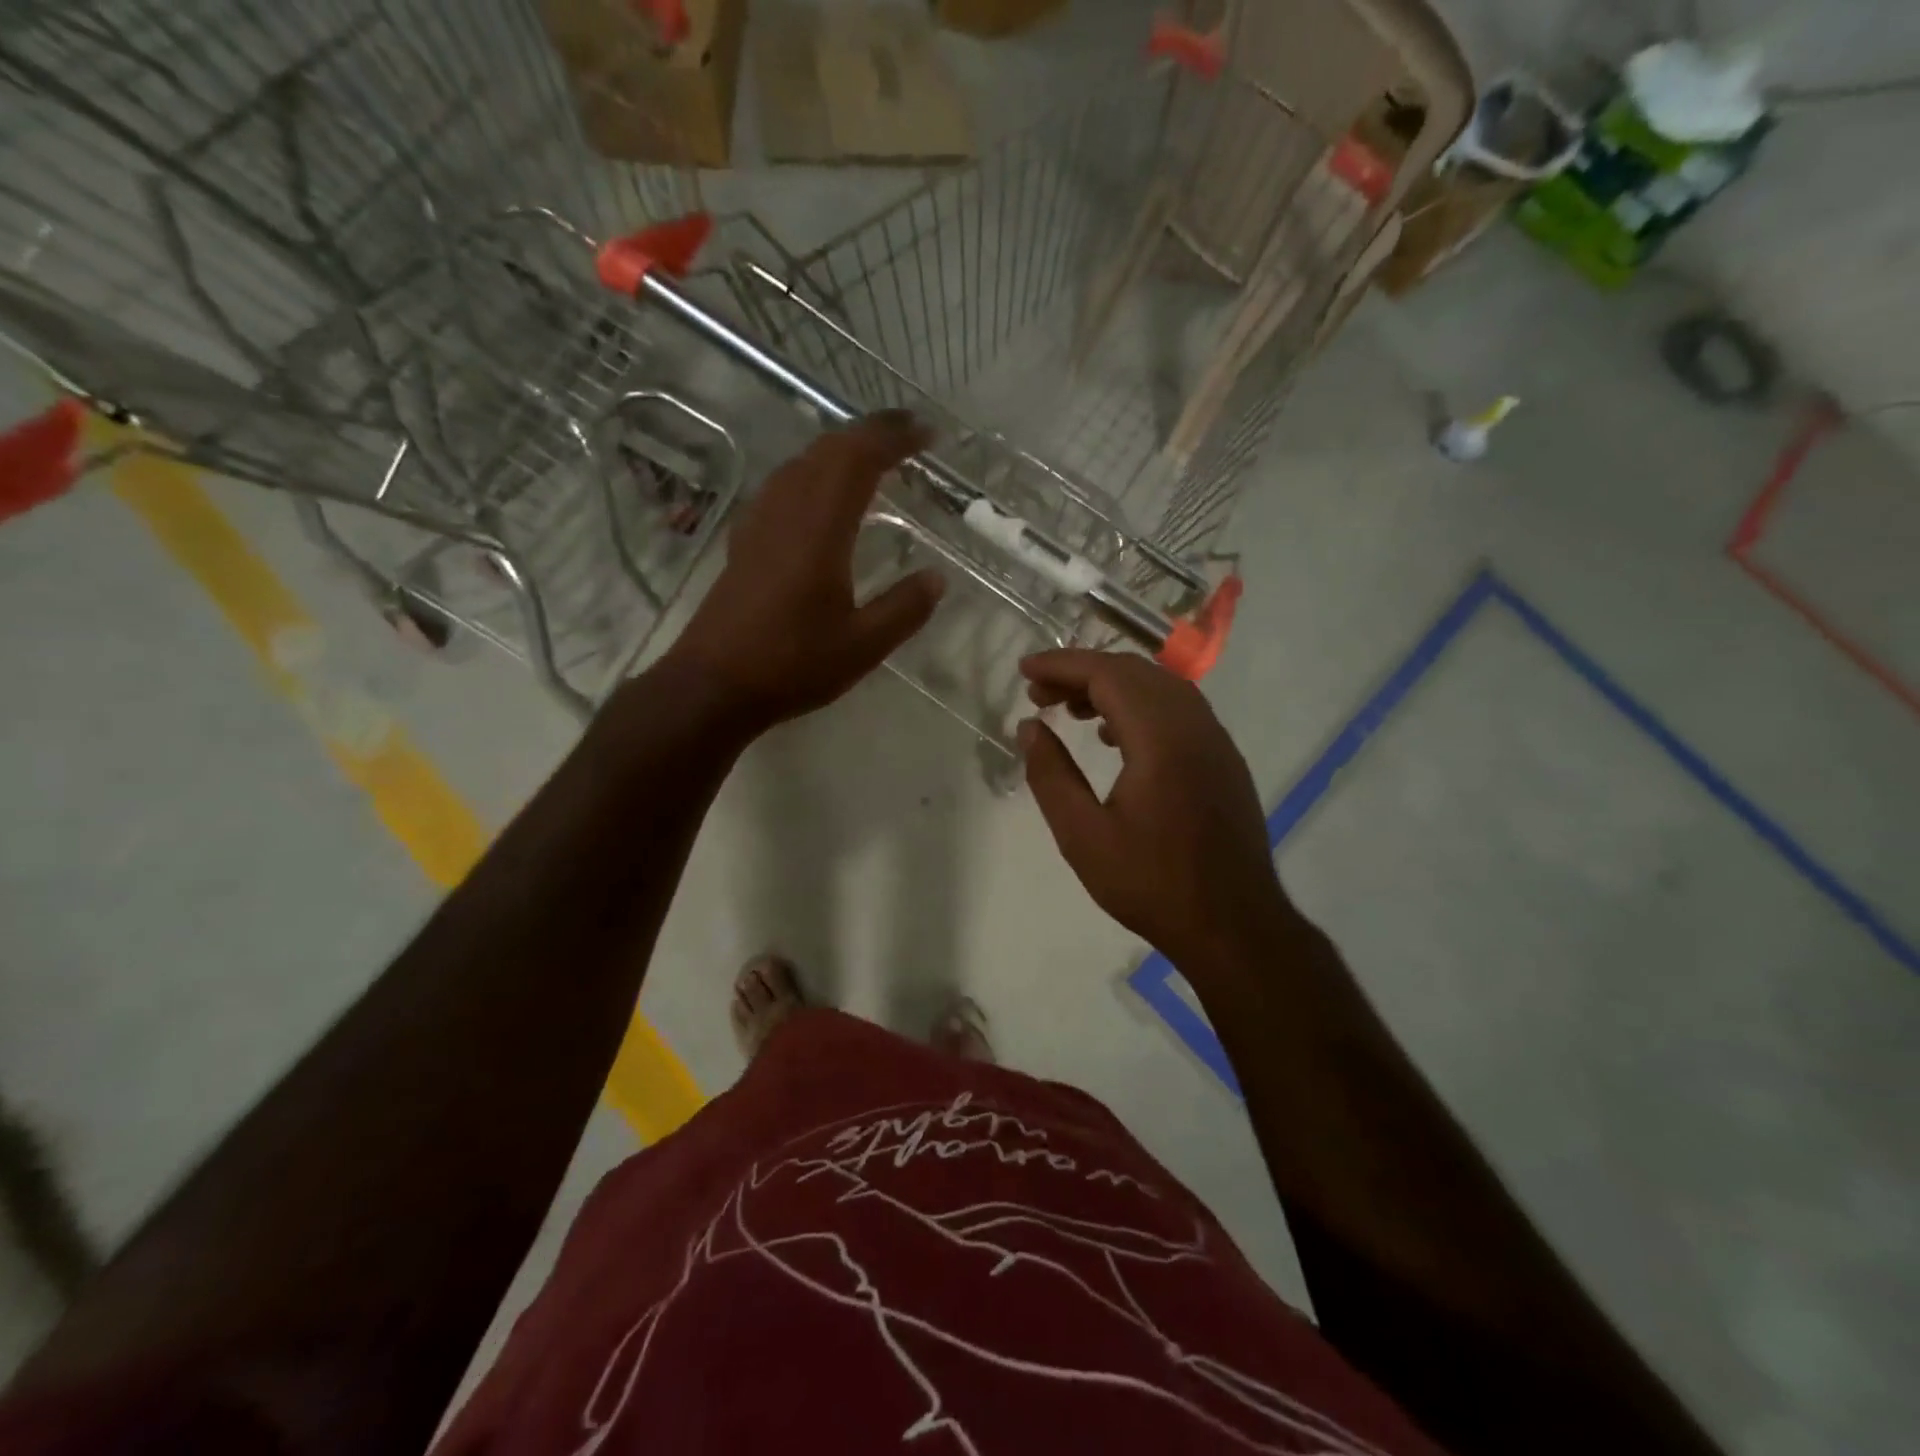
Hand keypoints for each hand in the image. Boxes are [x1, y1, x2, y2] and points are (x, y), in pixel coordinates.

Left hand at [667, 412, 944, 731]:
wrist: (713, 685)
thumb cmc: (791, 664)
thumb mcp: (863, 646)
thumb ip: (904, 608)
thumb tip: (937, 578)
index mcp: (820, 528)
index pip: (859, 459)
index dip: (895, 437)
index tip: (928, 434)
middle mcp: (786, 511)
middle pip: (828, 449)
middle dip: (870, 433)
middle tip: (909, 435)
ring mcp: (760, 523)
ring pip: (801, 463)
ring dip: (840, 450)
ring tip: (874, 458)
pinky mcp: (745, 541)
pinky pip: (784, 485)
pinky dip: (815, 473)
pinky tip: (823, 497)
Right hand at [1019, 649, 1287, 966]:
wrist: (1234, 926)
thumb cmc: (1152, 884)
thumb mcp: (1083, 836)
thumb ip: (1051, 776)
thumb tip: (1030, 728)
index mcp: (1162, 738)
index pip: (1107, 674)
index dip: (1062, 665)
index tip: (1025, 669)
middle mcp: (1195, 726)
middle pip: (1135, 672)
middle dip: (1083, 672)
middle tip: (1038, 694)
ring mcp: (1216, 741)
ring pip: (1160, 687)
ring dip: (1113, 687)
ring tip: (1070, 710)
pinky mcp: (1224, 760)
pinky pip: (1179, 710)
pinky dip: (1139, 706)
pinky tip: (1114, 736)